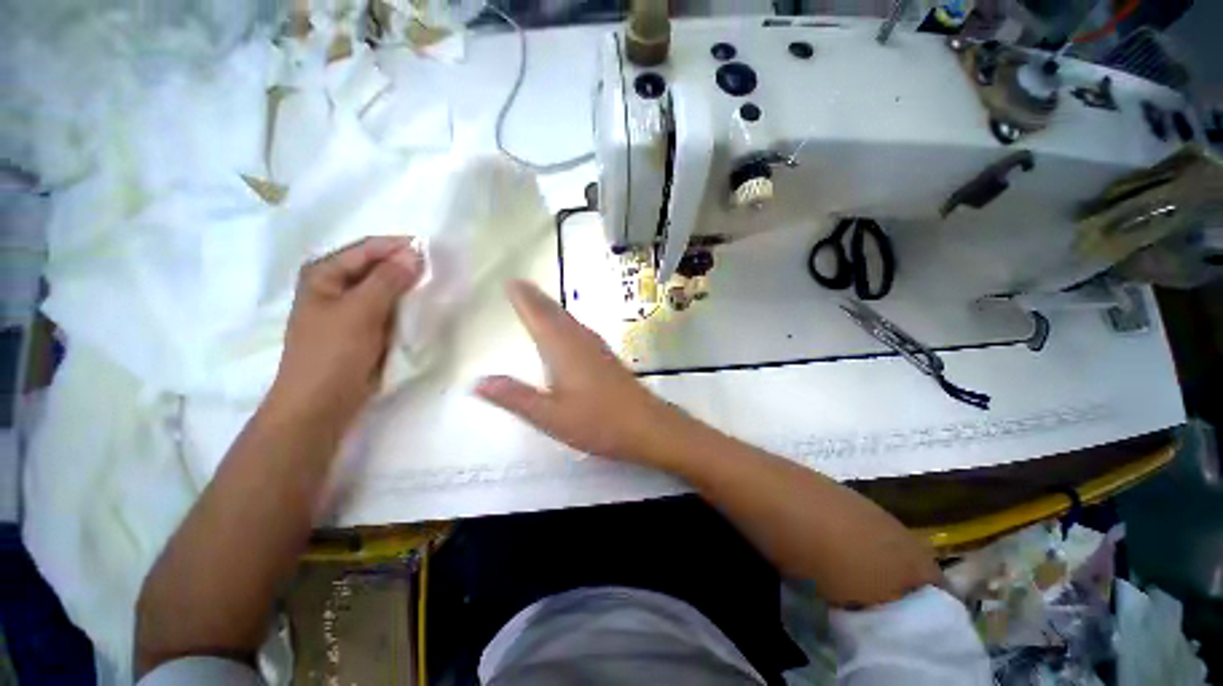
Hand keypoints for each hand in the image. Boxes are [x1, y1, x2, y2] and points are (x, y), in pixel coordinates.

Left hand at [269, 237, 423, 426]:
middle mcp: (336, 286)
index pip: (368, 249)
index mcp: (324, 274)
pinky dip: (406, 307)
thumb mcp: (360, 311)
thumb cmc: (333, 352)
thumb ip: (388, 280)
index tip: (433, 250)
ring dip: (408, 288)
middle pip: (377, 268)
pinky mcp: (364, 328)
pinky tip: (424, 308)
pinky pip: (390, 309)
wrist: (322, 403)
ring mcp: (351, 309)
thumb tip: (415, 254)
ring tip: (436, 287)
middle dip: (406, 268)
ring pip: (386, 290)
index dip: (399, 247)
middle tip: (440, 270)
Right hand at [475, 280, 682, 463]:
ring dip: (552, 307)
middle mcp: (580, 341)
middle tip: (520, 284)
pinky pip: (580, 329)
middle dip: (536, 298)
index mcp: (563, 349)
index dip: (524, 299)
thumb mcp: (550, 416)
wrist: (646, 426)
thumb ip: (515, 397)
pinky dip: (567, 321)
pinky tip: (569, 329)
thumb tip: (477, 382)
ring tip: (538, 300)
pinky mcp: (607, 357)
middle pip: (554, 313)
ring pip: (569, 320)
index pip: (539, 317)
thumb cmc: (598, 422)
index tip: (511, 281)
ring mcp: (597, 347)